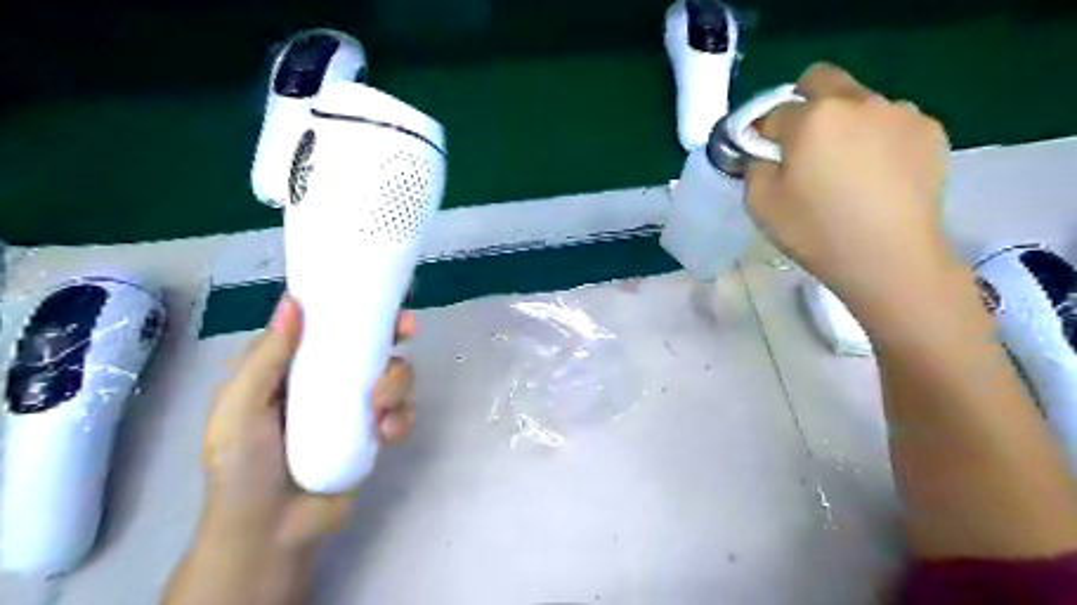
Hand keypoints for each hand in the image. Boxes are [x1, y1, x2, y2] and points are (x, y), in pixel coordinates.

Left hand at [196, 295, 412, 550]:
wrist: (272, 532)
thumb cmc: (243, 466)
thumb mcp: (239, 408)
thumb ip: (266, 358)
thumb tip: (293, 302)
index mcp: (295, 367)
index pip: (330, 327)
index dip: (356, 310)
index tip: (379, 301)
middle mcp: (330, 380)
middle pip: (374, 345)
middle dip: (395, 336)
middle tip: (407, 334)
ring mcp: (357, 406)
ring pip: (396, 375)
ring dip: (397, 384)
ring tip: (378, 410)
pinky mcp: (377, 432)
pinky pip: (403, 411)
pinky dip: (401, 418)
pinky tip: (385, 434)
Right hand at [747, 61, 953, 315]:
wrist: (889, 258)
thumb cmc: (815, 231)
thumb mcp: (760, 204)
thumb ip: (754, 166)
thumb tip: (765, 152)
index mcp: (813, 117)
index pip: (773, 112)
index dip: (761, 134)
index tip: (762, 157)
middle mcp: (858, 101)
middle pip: (820, 79)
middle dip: (802, 104)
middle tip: (801, 146)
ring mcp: (900, 112)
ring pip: (859, 101)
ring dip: (843, 122)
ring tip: (846, 168)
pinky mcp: (930, 131)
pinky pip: (891, 121)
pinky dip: (876, 138)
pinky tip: (876, 175)